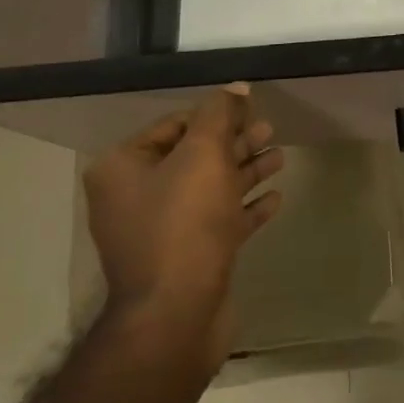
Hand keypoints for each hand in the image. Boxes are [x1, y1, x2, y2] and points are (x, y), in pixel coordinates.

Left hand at [83, 85, 283, 361]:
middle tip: (270, 129)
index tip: (248, 108)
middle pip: (193, 157)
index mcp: (123, 169)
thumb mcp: (203, 155)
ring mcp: (161, 232)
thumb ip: (220, 115)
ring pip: (209, 189)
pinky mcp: (187, 258)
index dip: (213, 114)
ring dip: (244, 171)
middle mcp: (135, 198)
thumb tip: (235, 87)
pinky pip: (218, 222)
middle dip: (233, 142)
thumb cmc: (184, 223)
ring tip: (280, 156)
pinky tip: (275, 198)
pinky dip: (245, 208)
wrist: (177, 314)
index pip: (172, 126)